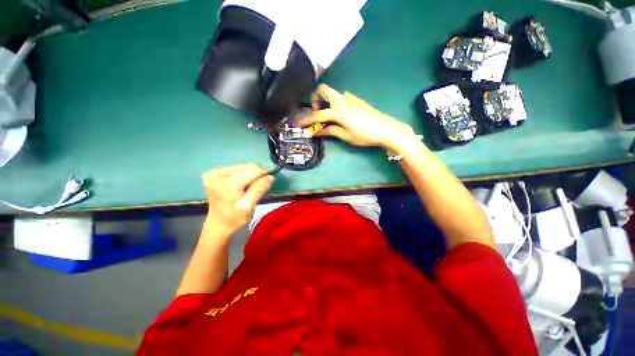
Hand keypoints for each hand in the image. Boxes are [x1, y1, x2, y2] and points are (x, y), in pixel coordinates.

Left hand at [201, 164, 273, 234]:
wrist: (218, 224)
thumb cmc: (235, 218)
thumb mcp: (250, 206)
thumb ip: (259, 189)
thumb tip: (270, 176)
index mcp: (226, 184)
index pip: (251, 170)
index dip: (263, 173)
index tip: (268, 181)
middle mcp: (217, 174)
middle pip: (246, 167)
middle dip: (256, 175)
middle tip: (258, 187)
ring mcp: (214, 173)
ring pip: (242, 167)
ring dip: (249, 175)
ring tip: (249, 187)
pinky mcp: (214, 173)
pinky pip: (235, 169)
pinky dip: (242, 175)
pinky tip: (241, 184)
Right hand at [298, 84, 417, 151]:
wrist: (387, 129)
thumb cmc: (365, 135)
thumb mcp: (346, 136)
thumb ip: (331, 131)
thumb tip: (318, 131)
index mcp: (338, 111)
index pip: (318, 115)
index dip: (307, 120)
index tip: (299, 124)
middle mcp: (342, 101)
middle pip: (324, 90)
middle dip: (315, 98)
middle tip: (316, 112)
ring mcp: (351, 98)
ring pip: (333, 93)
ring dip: (326, 100)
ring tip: (328, 115)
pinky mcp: (357, 100)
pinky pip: (343, 97)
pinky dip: (336, 103)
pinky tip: (341, 114)